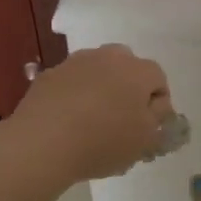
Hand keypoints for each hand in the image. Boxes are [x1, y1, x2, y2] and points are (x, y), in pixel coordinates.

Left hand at [8, 44, 174, 183]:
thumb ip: (158, 121)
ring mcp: (75, 63)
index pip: (158, 80)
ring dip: (100, 89)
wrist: (41, 143)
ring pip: (97, 72)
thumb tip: (156, 109)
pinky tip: (67, 122)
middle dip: (129, 89)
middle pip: (127, 68)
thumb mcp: (145, 140)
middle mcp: (108, 57)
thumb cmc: (103, 141)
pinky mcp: (49, 75)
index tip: (148, 128)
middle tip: (122, 120)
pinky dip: (74, 96)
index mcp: (137, 70)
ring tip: (92, 122)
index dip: (157, 105)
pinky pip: (71, 83)